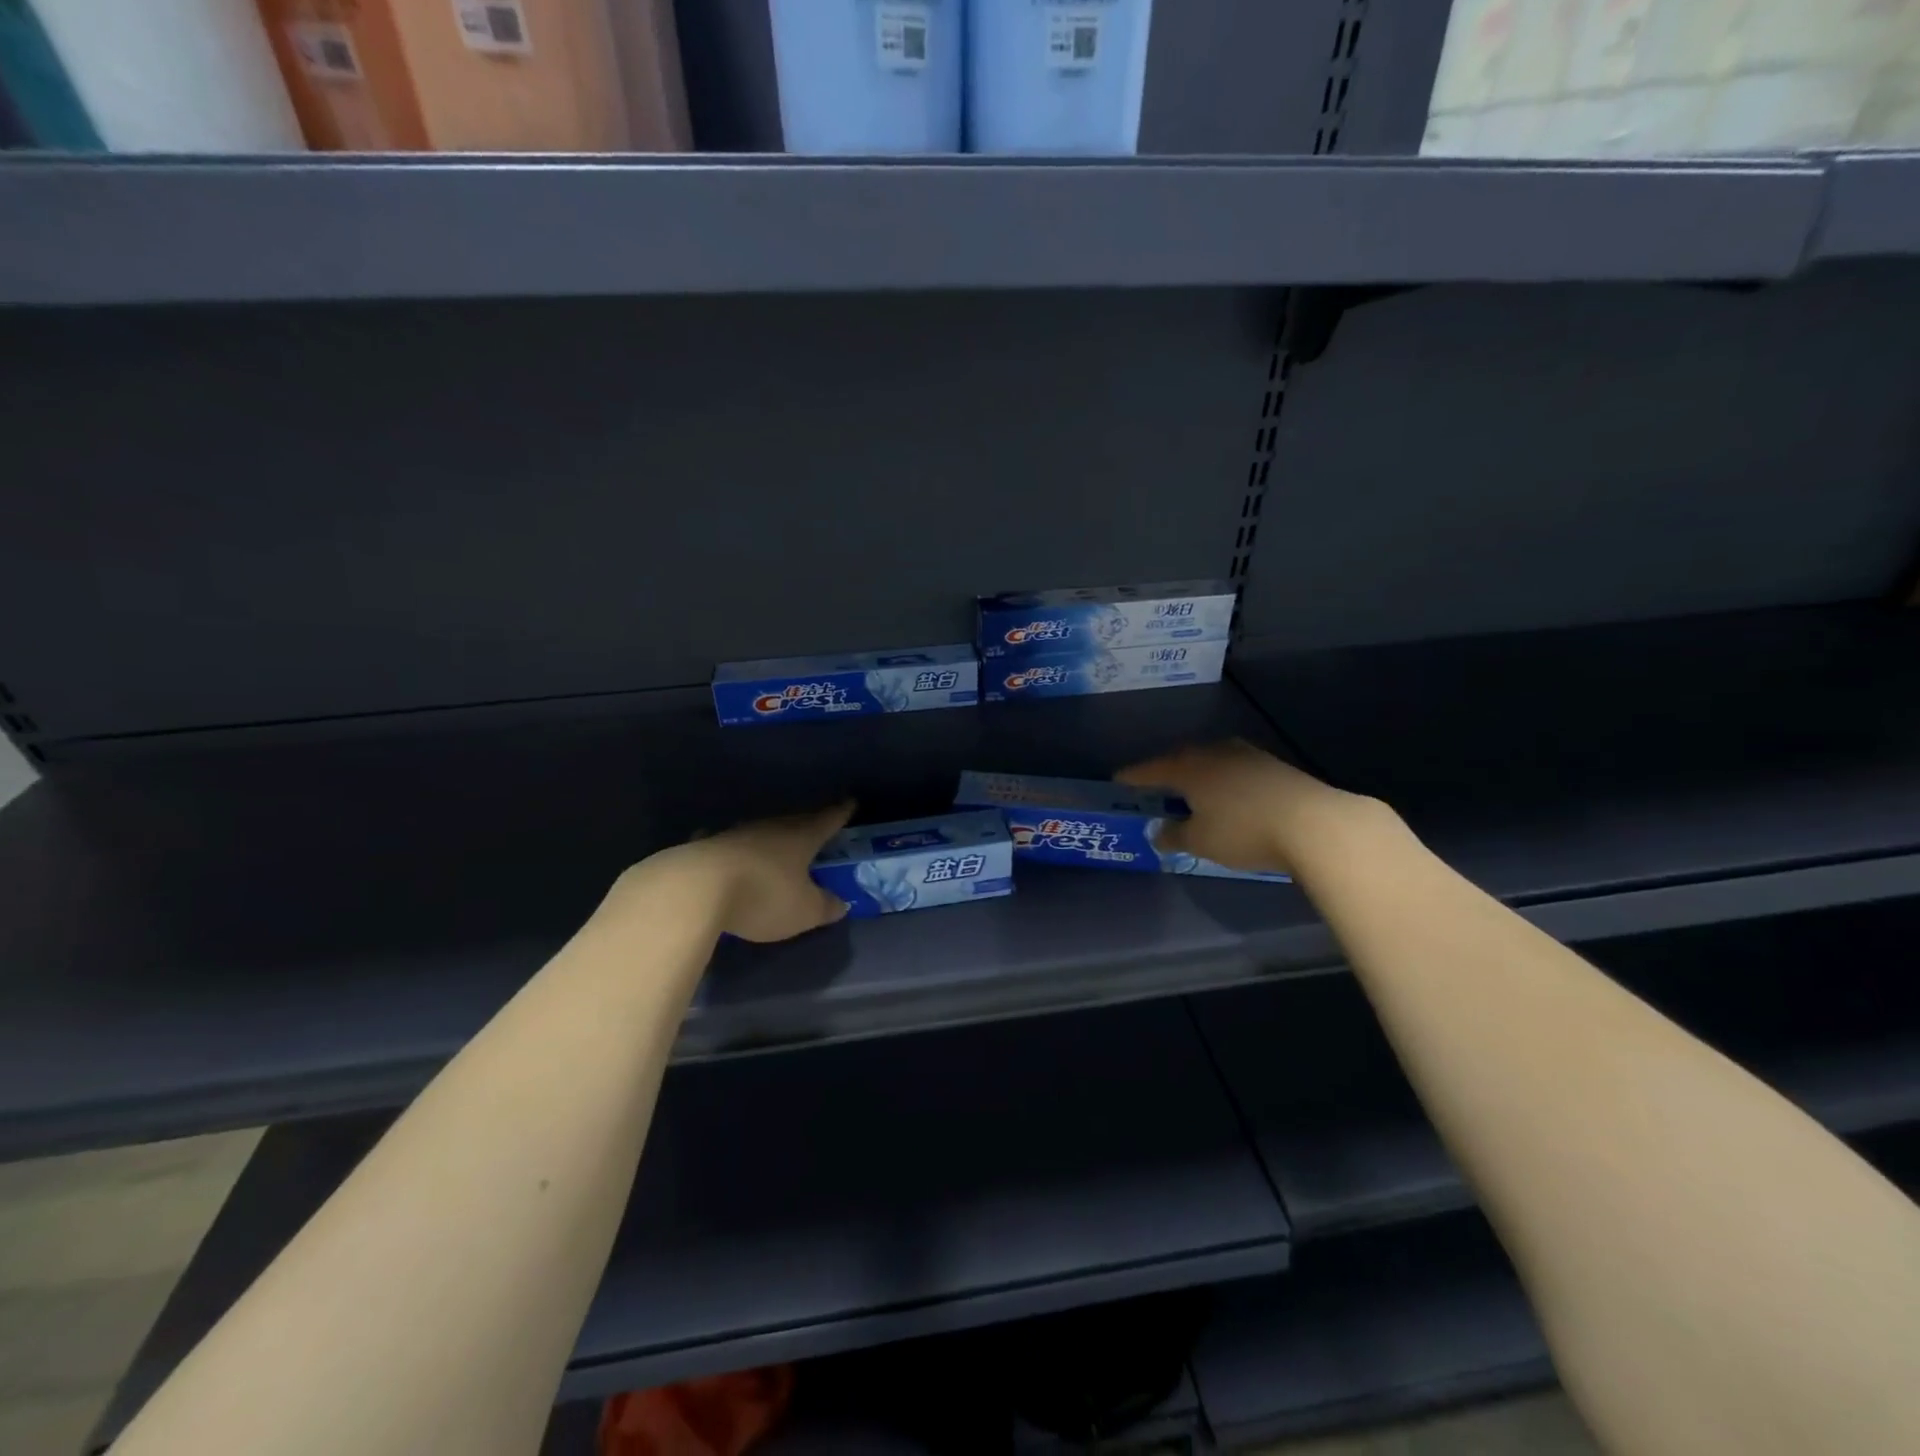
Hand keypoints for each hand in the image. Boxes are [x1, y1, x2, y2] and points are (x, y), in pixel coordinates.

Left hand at [642, 802, 855, 942]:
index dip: (840, 812)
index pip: (827, 819)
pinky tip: (730, 854)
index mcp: (801, 836)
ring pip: (761, 831)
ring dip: (771, 838)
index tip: (850, 801)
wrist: (694, 889)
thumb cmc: (763, 895)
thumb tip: (841, 904)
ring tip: (777, 844)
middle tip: (816, 825)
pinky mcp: (705, 847)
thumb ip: (824, 907)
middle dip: (807, 824)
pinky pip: (729, 845)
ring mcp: (735, 834)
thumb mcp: (804, 911)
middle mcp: (770, 828)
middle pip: (794, 822)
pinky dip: (735, 850)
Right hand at [1116, 740, 1378, 876]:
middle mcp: (1214, 752)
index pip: (1150, 770)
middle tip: (1154, 787)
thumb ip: (1175, 835)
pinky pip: (1233, 768)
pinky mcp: (1272, 765)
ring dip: (1197, 774)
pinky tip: (1226, 794)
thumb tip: (1159, 830)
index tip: (1118, 781)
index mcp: (1188, 767)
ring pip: (1210, 761)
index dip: (1133, 778)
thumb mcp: (1201, 841)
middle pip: (1181, 760)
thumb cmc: (1244, 831)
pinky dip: (1222, 780)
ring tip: (1190, 790)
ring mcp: (1246, 755)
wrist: (1314, 823)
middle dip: (1166, 773)